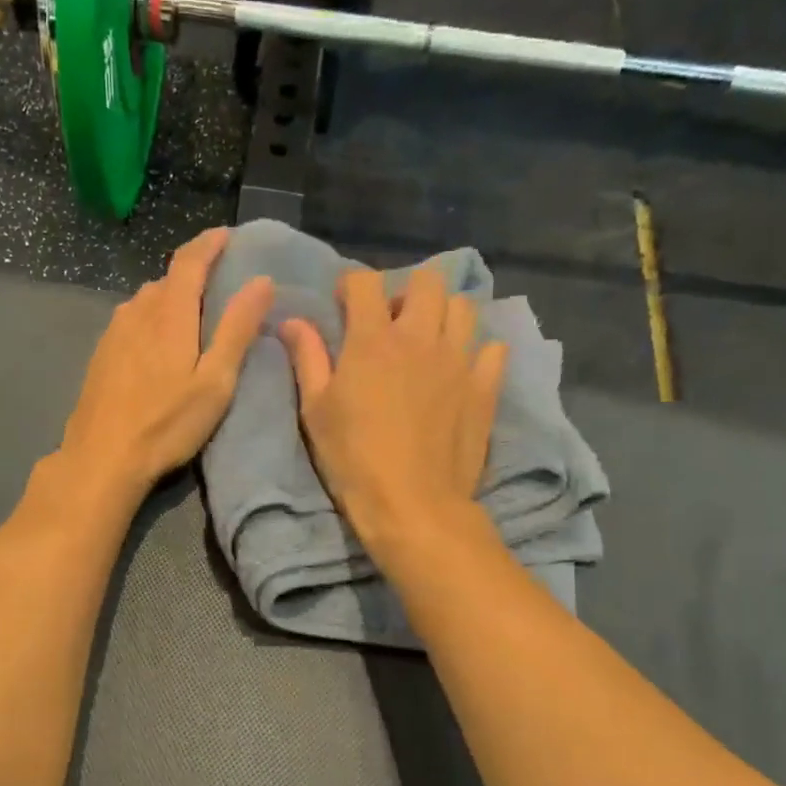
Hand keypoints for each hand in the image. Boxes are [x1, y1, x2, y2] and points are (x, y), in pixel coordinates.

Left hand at [59, 228, 274, 498]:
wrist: (102, 457)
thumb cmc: (166, 424)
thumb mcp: (215, 381)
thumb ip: (237, 329)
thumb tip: (262, 281)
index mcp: (168, 313)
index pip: (189, 261)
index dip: (209, 243)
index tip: (227, 235)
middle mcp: (136, 311)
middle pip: (167, 279)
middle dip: (193, 274)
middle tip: (218, 286)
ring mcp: (113, 332)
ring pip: (147, 301)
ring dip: (170, 299)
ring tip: (191, 317)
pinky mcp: (101, 354)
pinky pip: (132, 321)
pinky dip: (151, 320)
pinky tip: (157, 346)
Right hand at [280, 266, 506, 551]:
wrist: (412, 504)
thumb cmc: (353, 459)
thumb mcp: (316, 411)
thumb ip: (308, 359)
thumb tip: (292, 320)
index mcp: (373, 340)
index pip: (365, 282)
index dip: (351, 285)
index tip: (344, 305)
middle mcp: (420, 337)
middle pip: (427, 281)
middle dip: (406, 291)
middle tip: (392, 322)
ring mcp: (459, 360)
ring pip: (464, 306)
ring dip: (444, 313)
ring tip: (428, 341)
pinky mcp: (485, 387)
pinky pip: (493, 348)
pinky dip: (478, 350)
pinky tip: (461, 369)